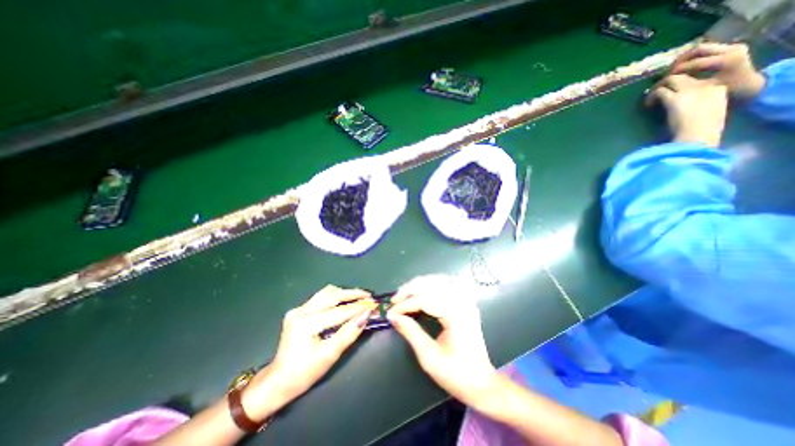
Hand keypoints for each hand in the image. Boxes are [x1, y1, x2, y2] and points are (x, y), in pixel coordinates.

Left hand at [242, 286, 376, 420]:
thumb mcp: (330, 355)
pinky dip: (336, 297)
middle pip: (332, 295)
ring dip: (345, 293)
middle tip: (369, 296)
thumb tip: (366, 315)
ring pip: (327, 293)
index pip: (339, 311)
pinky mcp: (299, 310)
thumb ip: (349, 333)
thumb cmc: (304, 373)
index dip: (358, 307)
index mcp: (306, 324)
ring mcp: (298, 309)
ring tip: (359, 297)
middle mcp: (301, 311)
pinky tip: (344, 301)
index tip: (374, 304)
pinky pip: (321, 297)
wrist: (278, 381)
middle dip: (353, 294)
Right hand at [385, 274, 494, 404]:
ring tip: (405, 294)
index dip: (405, 305)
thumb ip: (411, 333)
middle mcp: (462, 302)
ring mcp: (466, 300)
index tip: (390, 313)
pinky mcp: (465, 301)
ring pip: (439, 279)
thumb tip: (394, 317)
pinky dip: (433, 283)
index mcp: (455, 315)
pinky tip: (424, 289)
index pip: (425, 299)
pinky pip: (447, 283)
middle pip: (431, 283)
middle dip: (410, 289)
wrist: (481, 382)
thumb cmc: (455, 374)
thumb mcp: (429, 357)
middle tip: (395, 300)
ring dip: (420, 284)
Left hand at [645, 73, 724, 145]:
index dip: (684, 83)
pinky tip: (648, 105)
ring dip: (658, 86)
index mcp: (718, 89)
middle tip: (658, 89)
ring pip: (671, 79)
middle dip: (669, 80)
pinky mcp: (674, 99)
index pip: (699, 79)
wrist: (699, 136)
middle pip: (685, 75)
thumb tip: (682, 108)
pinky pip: (660, 91)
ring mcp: (690, 90)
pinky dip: (651, 96)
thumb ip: (700, 106)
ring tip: (650, 97)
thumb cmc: (703, 131)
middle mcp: (706, 85)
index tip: (674, 90)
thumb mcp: (708, 113)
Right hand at [670, 41, 763, 97]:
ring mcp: (732, 46)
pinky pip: (705, 49)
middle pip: (697, 50)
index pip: (694, 63)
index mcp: (726, 60)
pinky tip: (683, 66)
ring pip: (701, 48)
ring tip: (672, 69)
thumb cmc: (723, 92)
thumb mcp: (704, 90)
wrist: (748, 85)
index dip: (675, 71)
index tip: (663, 81)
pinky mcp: (730, 47)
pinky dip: (692, 57)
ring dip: (684, 58)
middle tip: (666, 72)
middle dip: (679, 61)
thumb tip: (666, 85)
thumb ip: (687, 85)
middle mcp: (731, 49)